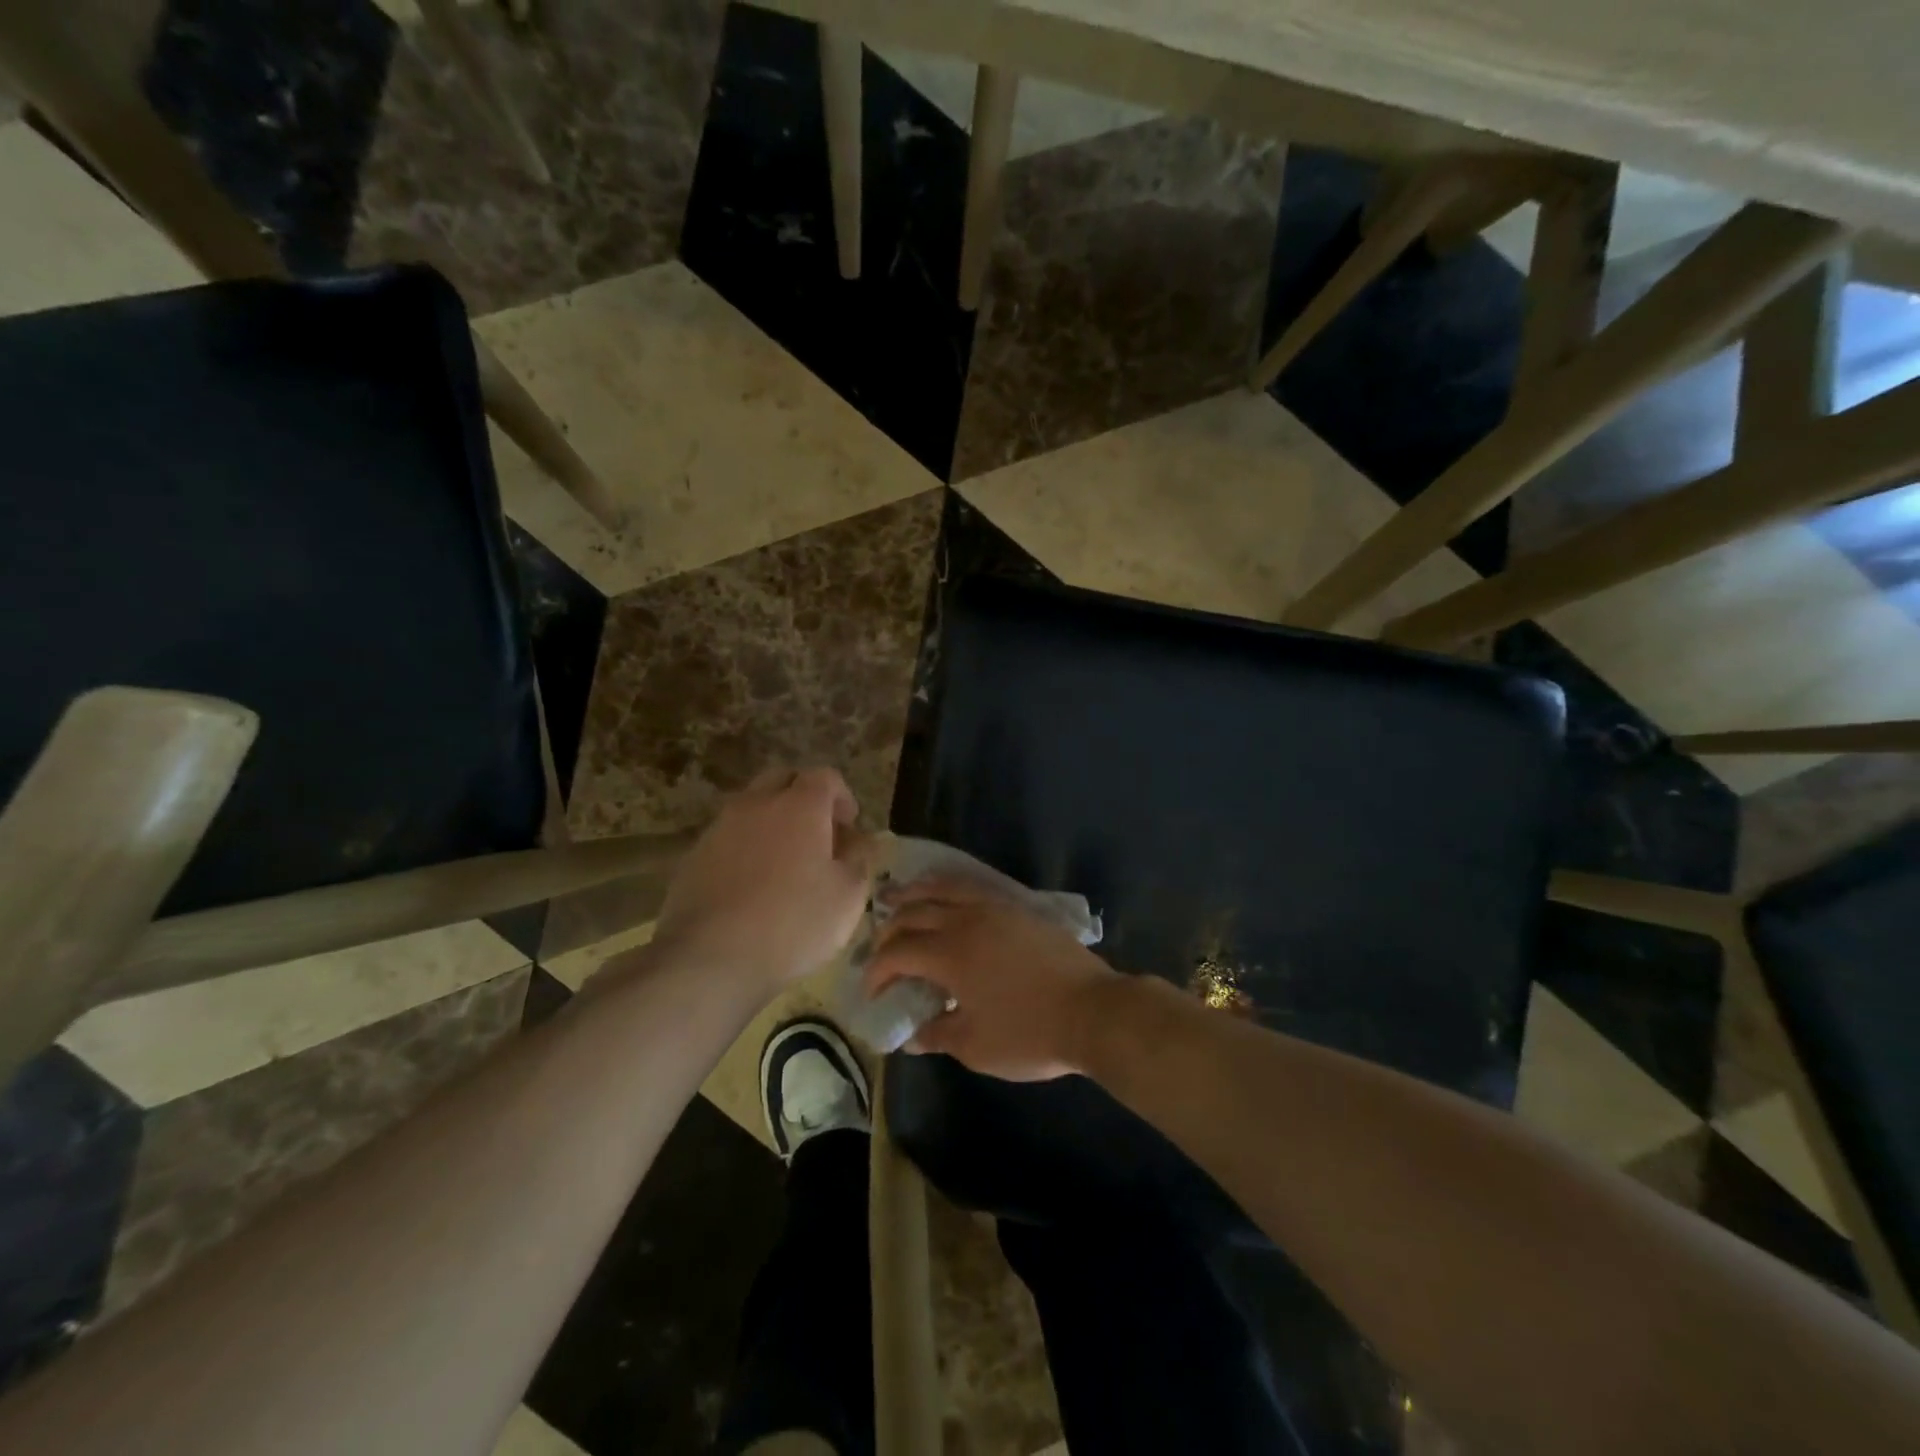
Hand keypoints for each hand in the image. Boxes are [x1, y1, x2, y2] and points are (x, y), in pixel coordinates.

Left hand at [654, 767, 875, 994]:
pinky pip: (729, 837)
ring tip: (785, 863)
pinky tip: (753, 886)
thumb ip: (859, 859)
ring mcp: (720, 827)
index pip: (825, 776)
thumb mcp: (848, 896)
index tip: (849, 826)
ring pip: (752, 806)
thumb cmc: (793, 923)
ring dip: (773, 822)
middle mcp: (757, 804)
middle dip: (804, 797)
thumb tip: (856, 840)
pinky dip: (746, 847)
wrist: (709, 958)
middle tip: (818, 835)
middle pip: (783, 779)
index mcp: (800, 806)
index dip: (842, 796)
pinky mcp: (694, 856)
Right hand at [865, 876, 1116, 1080]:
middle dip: (889, 930)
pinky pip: (972, 887)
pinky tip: (946, 896)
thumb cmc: (1031, 1034)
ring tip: (898, 898)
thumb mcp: (976, 1046)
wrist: (1094, 1011)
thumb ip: (938, 1035)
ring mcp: (995, 909)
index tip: (872, 992)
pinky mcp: (1018, 908)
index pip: (898, 952)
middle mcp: (966, 920)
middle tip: (880, 951)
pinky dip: (948, 887)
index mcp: (950, 953)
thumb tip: (913, 1034)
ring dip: (915, 894)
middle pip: (914, 913)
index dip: (877, 970)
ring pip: (944, 888)